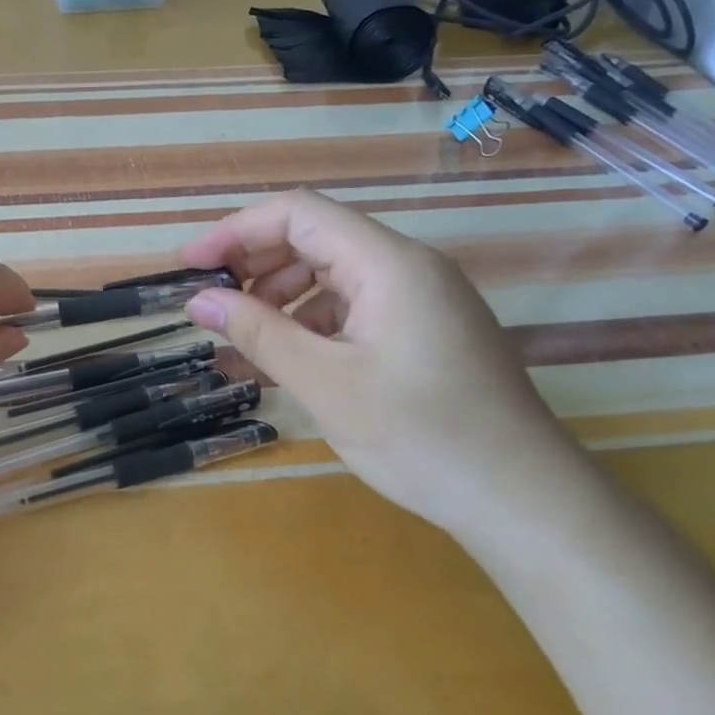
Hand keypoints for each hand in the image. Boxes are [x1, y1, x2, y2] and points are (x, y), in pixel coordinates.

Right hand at [179, 190, 590, 537]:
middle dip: (256, 263)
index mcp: (389, 263)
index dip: (236, 231)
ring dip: (282, 294)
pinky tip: (292, 357)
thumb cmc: (422, 437)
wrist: (524, 501)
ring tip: (246, 336)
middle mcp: (409, 266)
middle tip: (212, 304)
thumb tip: (199, 299)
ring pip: (335, 272)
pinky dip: (314, 320)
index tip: (190, 266)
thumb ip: (258, 332)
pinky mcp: (428, 329)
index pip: (298, 214)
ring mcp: (423, 298)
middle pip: (317, 238)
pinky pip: (357, 304)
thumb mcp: (325, 384)